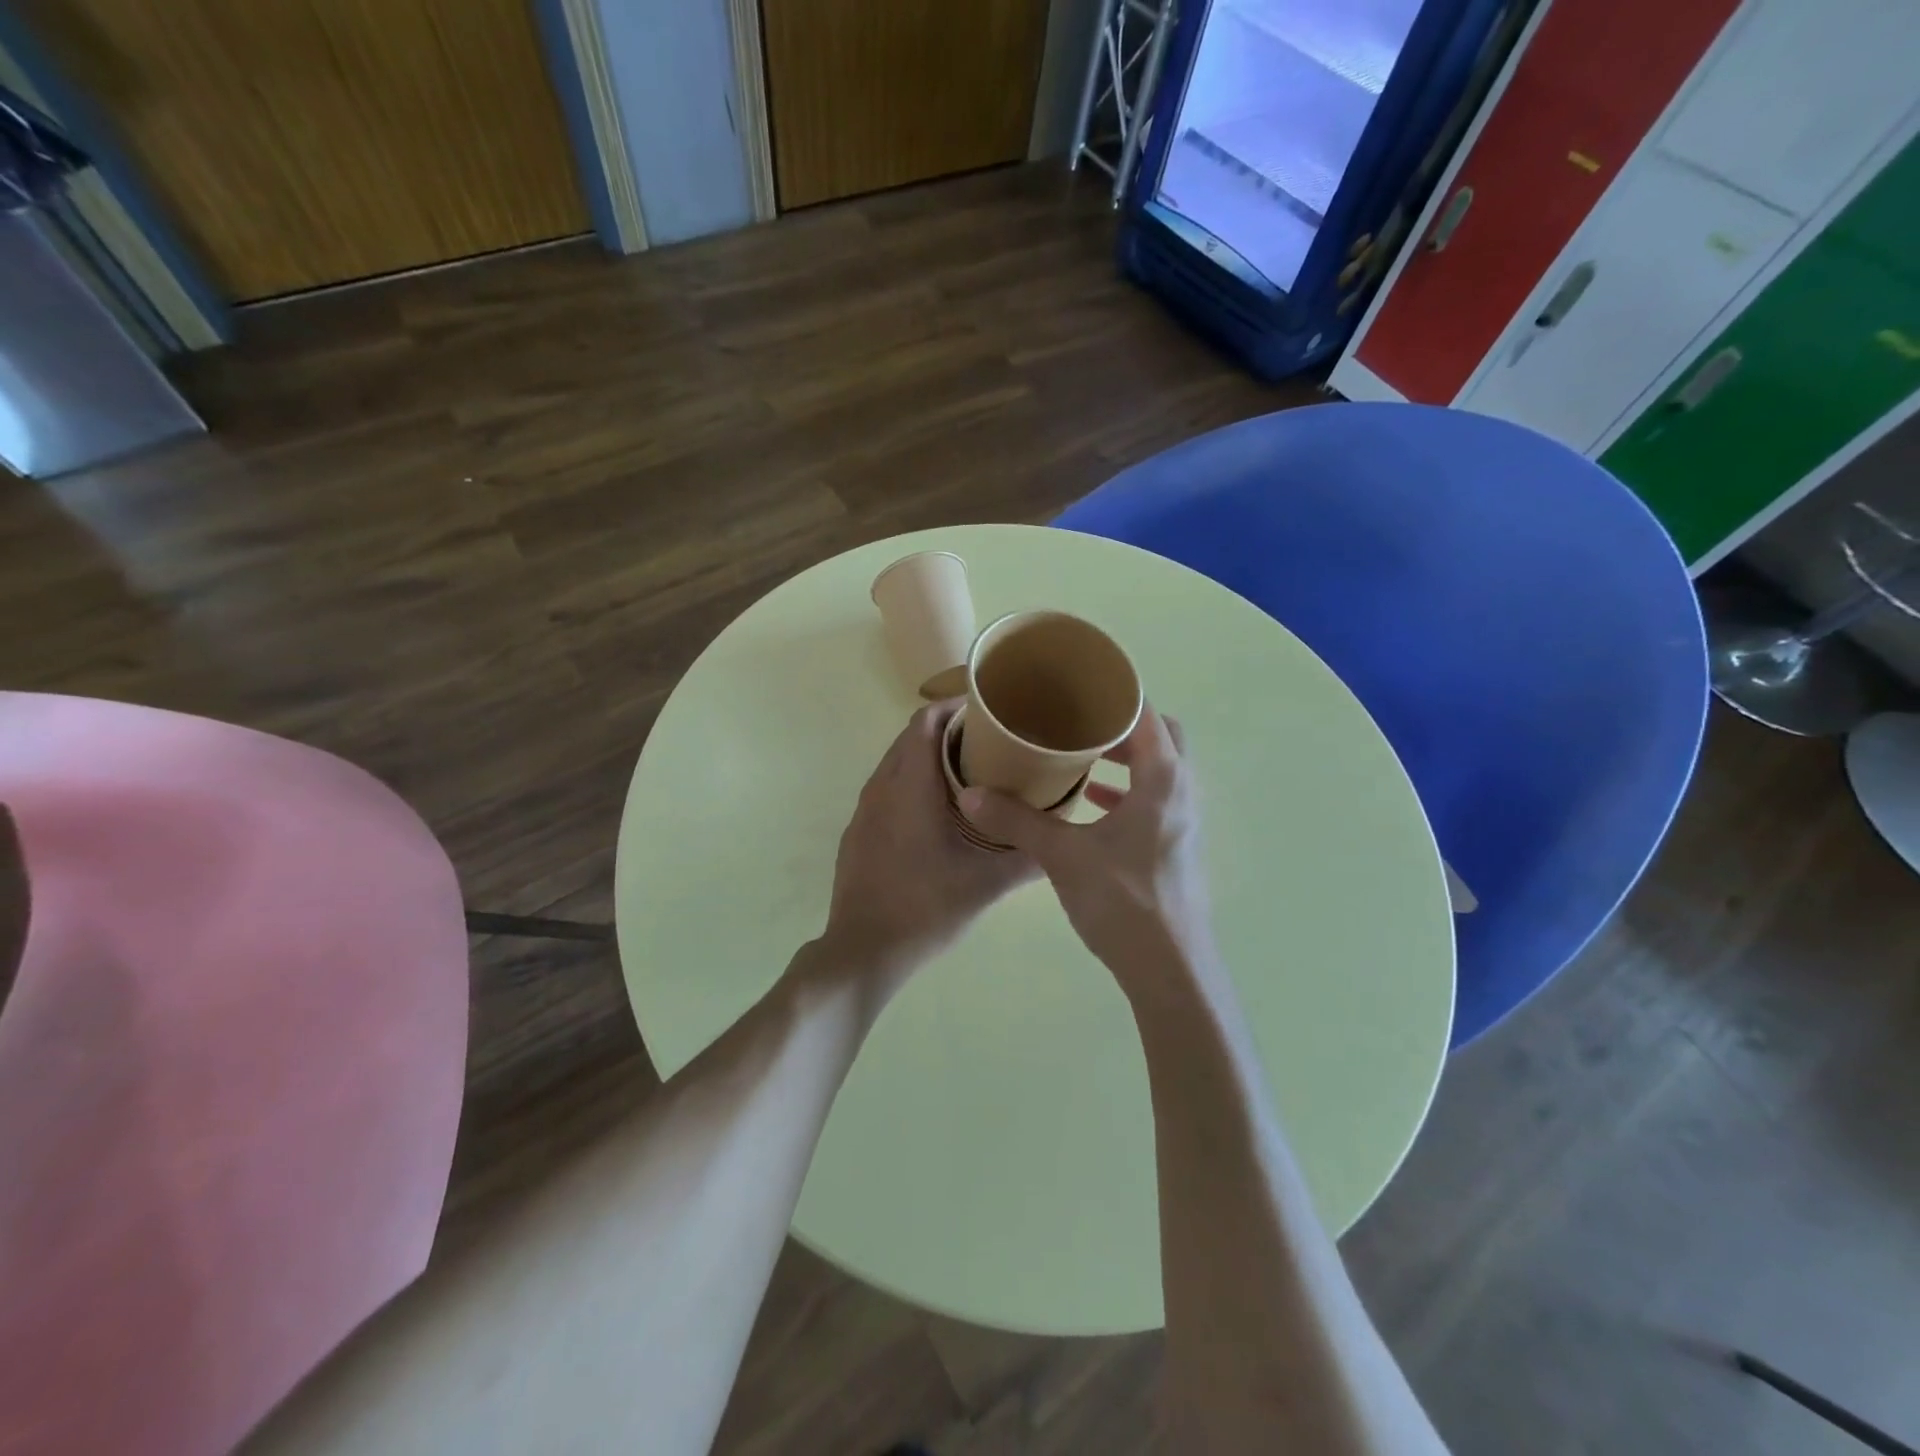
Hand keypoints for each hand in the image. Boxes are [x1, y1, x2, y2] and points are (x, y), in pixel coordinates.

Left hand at [818, 702, 1037, 997]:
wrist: (863, 950)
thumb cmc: (925, 908)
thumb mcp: (985, 884)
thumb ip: (1026, 858)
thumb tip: (1063, 838)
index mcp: (909, 787)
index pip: (925, 721)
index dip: (954, 708)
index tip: (988, 713)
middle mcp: (881, 787)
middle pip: (911, 737)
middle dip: (948, 730)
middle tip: (990, 741)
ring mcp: (864, 810)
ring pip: (897, 763)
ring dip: (928, 757)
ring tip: (971, 771)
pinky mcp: (859, 831)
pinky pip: (887, 789)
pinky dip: (912, 783)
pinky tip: (938, 811)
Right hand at [959, 707, 1214, 1003]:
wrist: (1170, 969)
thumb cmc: (1123, 901)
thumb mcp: (1063, 856)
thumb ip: (1018, 820)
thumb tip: (970, 795)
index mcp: (1163, 779)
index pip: (1145, 714)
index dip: (1114, 694)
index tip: (1078, 685)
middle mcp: (1181, 792)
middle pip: (1160, 737)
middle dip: (1120, 726)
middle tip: (1077, 722)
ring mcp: (1183, 821)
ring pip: (1159, 771)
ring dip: (1126, 761)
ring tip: (1081, 759)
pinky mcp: (1175, 847)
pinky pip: (1153, 801)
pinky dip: (1127, 794)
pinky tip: (1092, 808)